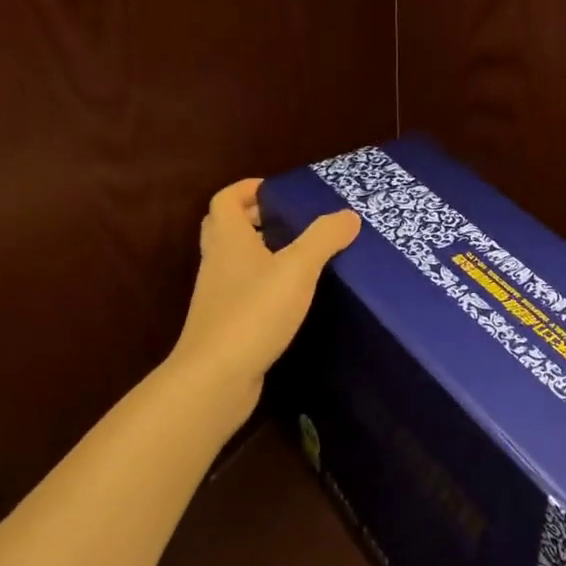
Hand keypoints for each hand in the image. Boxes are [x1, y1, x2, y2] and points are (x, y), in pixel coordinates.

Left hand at [169, 179, 359, 426]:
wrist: (216, 376)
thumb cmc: (254, 311)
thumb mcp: (297, 269)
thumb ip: (324, 238)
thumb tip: (348, 214)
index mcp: (228, 239)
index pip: (225, 199)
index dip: (247, 189)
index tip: (276, 190)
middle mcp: (217, 262)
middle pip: (225, 228)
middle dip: (253, 219)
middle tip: (288, 220)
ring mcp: (217, 295)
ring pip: (234, 262)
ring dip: (259, 253)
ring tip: (298, 256)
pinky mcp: (225, 324)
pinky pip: (242, 292)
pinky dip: (262, 285)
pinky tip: (290, 297)